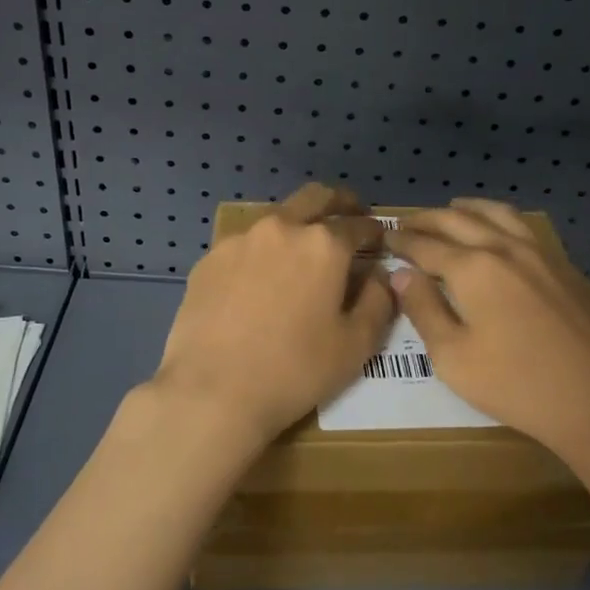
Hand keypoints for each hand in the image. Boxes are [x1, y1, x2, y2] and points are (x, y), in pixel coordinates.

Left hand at [147, 183, 395, 451]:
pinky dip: (261, 254)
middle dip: (339, 203)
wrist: (212, 391)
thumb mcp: (356, 345)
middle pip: (316, 198)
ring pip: (277, 218)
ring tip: (300, 255)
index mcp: (324, 245)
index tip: (379, 240)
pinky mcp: (209, 259)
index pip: (359, 225)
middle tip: (349, 217)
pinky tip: (258, 283)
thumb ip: (378, 302)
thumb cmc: (294, 371)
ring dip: (296, 227)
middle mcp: (282, 228)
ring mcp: (240, 240)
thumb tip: (380, 275)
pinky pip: (245, 246)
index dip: (374, 231)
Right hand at [387, 199, 589, 465]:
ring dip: (467, 209)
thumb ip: (424, 310)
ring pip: (497, 214)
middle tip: (407, 224)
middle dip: (427, 219)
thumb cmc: (519, 386)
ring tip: (451, 209)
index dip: (402, 242)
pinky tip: (500, 233)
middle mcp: (505, 248)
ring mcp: (542, 254)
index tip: (385, 239)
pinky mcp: (568, 268)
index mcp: (473, 268)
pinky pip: (525, 228)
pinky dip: (500, 220)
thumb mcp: (454, 358)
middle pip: (458, 220)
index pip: (426, 245)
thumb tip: (402, 275)